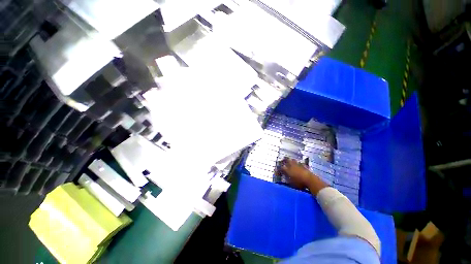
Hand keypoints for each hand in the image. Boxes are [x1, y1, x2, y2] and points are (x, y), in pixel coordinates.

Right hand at [277, 158, 313, 188]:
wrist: (310, 180)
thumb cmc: (299, 183)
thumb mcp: (291, 183)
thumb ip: (287, 179)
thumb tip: (284, 178)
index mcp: (288, 170)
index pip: (281, 167)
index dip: (279, 168)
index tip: (278, 169)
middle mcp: (292, 166)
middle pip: (287, 160)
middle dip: (284, 159)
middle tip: (283, 159)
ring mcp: (298, 165)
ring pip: (293, 160)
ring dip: (291, 160)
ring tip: (291, 161)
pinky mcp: (304, 166)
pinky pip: (300, 163)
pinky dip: (299, 163)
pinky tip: (299, 164)